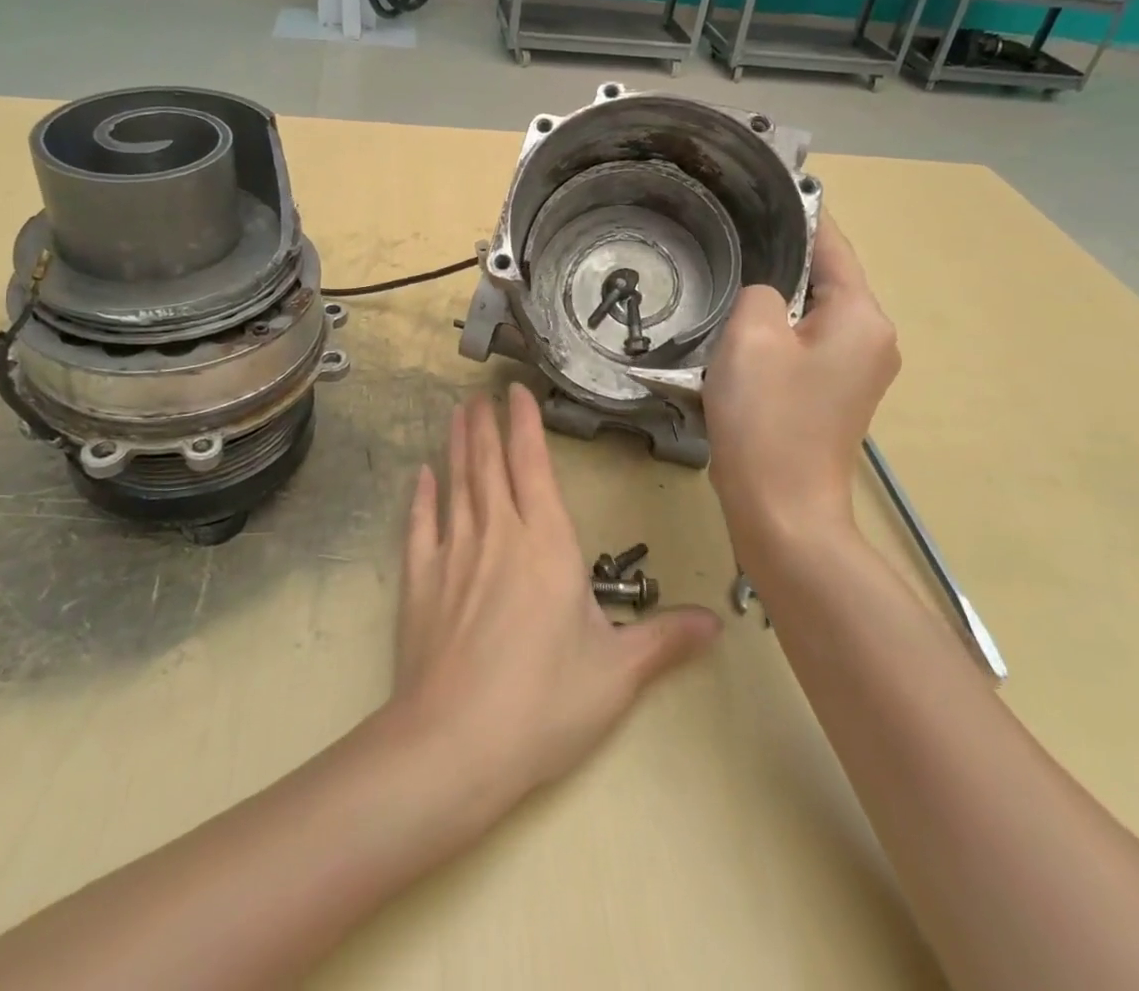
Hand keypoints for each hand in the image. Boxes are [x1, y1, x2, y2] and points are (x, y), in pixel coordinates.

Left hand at [391, 388, 719, 812]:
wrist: (454, 746)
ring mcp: (454, 554)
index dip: (525, 424)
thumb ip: (664, 640)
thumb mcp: (617, 674)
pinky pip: (421, 526)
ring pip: (457, 484)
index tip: (516, 392)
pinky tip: (421, 476)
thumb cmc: (544, 702)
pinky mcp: (420, 582)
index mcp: (546, 544)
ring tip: (456, 415)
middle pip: (489, 464)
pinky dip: (422, 497)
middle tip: (480, 393)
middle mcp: (498, 534)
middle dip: (486, 424)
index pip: (533, 465)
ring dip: (456, 446)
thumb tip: (717, 622)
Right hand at [702, 214, 900, 549]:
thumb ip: (759, 290)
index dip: (799, 213)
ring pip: (812, 312)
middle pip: (825, 278)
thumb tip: (766, 295)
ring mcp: (860, 369)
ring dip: (775, 300)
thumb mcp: (749, 336)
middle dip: (781, 261)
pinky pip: (807, 343)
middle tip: (730, 241)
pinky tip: (741, 335)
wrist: (782, 510)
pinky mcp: (838, 394)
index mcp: (861, 316)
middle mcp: (873, 337)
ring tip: (728, 284)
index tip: (766, 187)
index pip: (832, 244)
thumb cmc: (766, 418)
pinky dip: (779, 332)